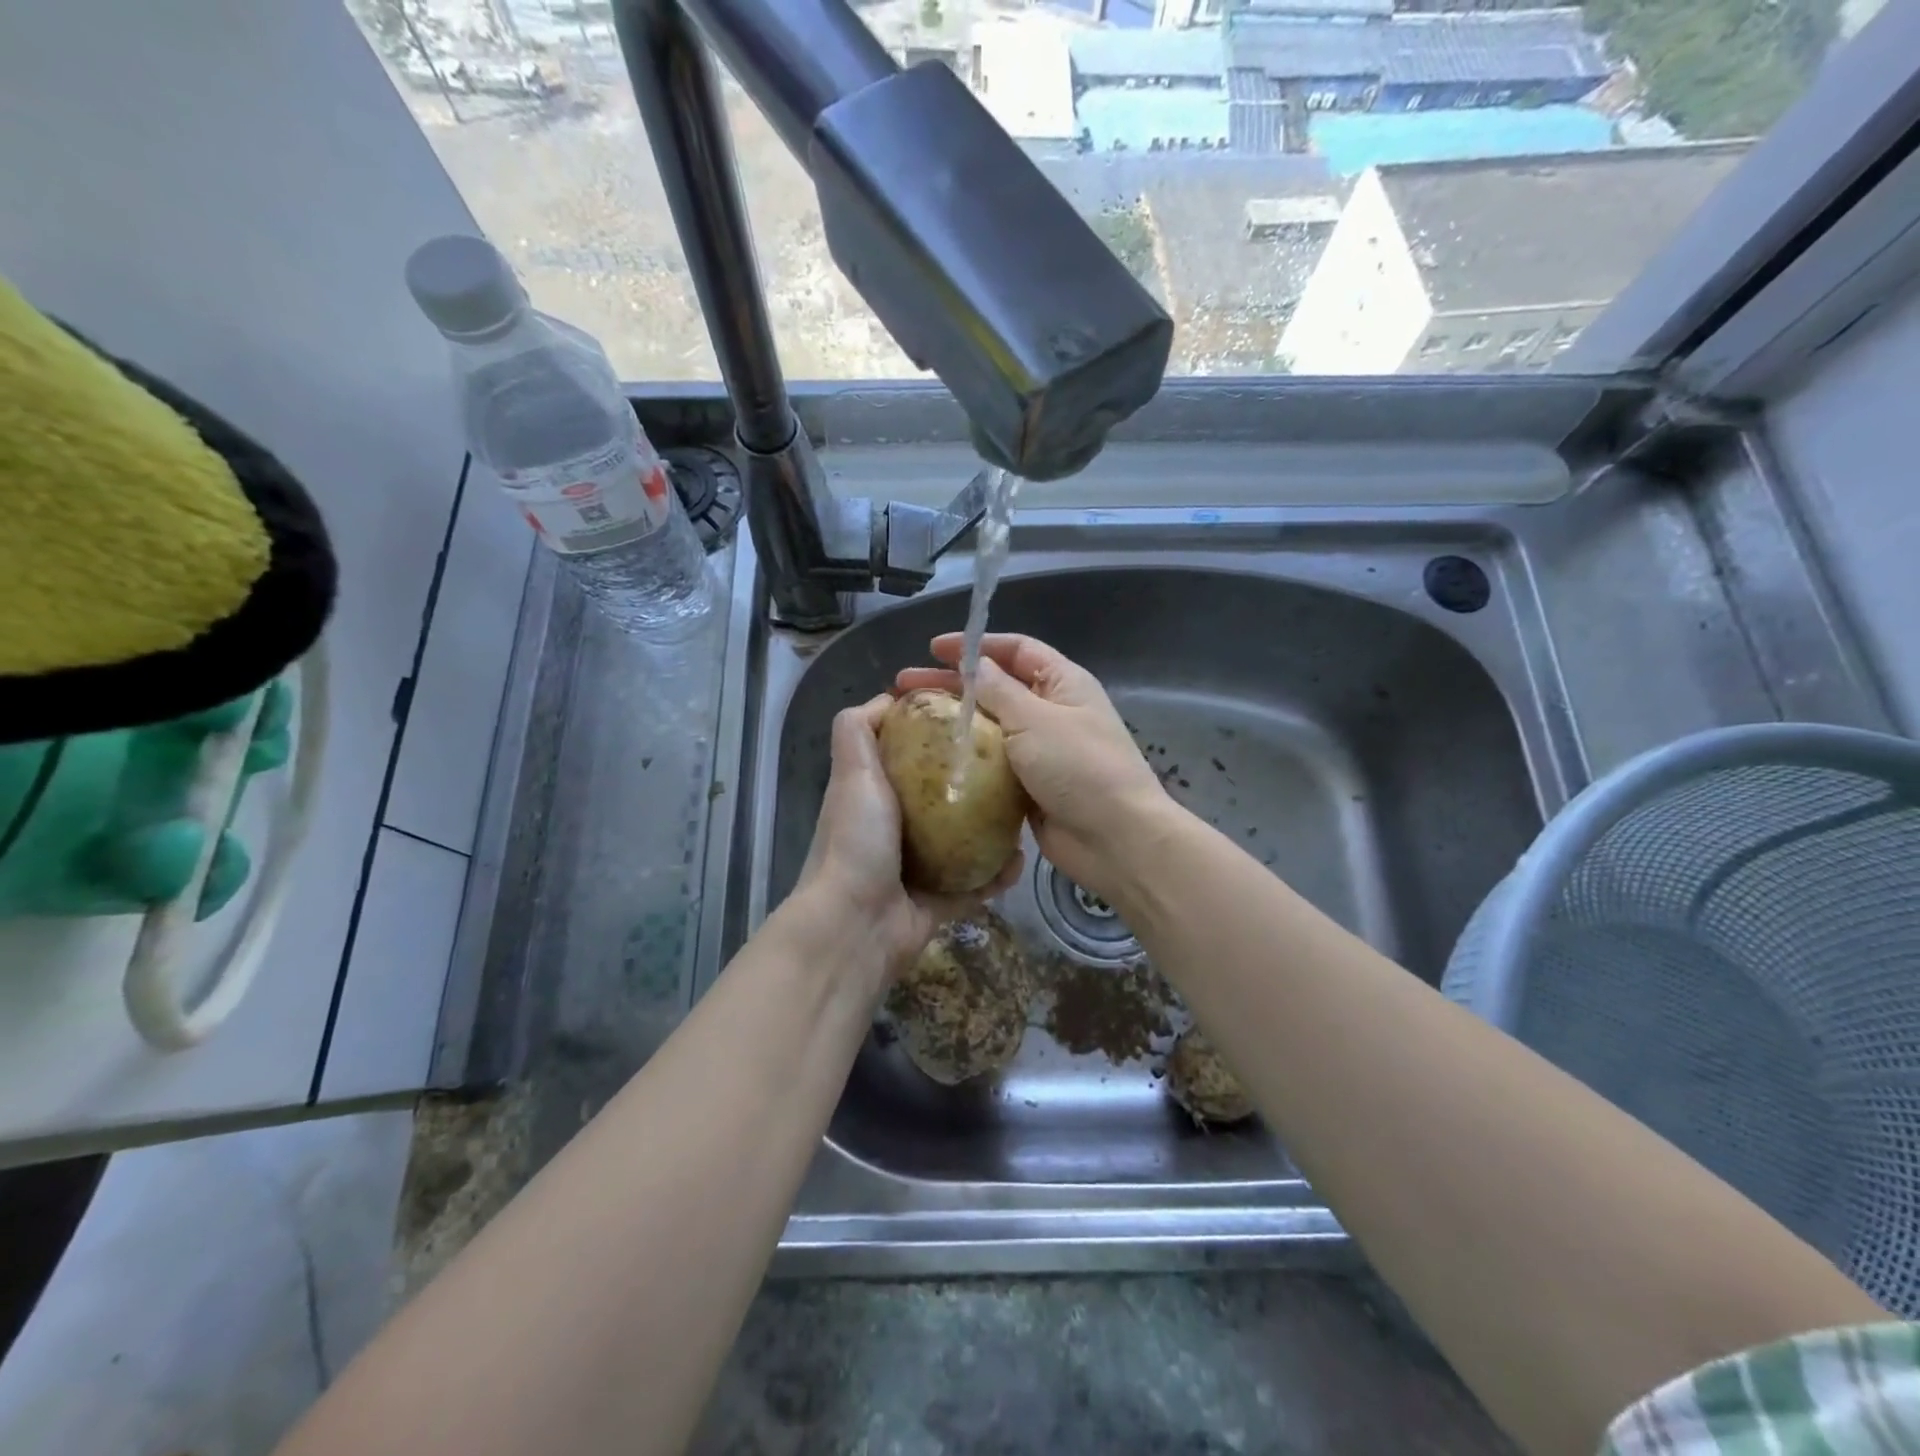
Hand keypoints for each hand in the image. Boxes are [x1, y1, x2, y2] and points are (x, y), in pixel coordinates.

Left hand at [792, 695, 1021, 988]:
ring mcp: (918, 868)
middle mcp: (896, 829)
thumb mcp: (853, 771)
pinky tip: (1022, 859)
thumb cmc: (856, 839)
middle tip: (1012, 769)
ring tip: (1025, 812)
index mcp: (875, 797)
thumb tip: (888, 698)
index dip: (934, 736)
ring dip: (995, 830)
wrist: (856, 925)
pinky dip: (998, 873)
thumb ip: (857, 730)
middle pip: (943, 798)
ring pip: (965, 841)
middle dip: (976, 783)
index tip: (973, 720)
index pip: (908, 756)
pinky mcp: (939, 901)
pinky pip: (976, 882)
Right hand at [896, 634, 1169, 900]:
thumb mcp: (1036, 719)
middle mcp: (1051, 711)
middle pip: (996, 687)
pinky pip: (992, 765)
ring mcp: (1040, 751)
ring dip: (954, 722)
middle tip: (903, 687)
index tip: (932, 649)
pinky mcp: (1028, 786)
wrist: (1114, 839)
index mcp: (1062, 683)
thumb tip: (976, 665)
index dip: (975, 645)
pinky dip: (966, 759)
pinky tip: (932, 761)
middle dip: (951, 684)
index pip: (1016, 649)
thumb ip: (1000, 690)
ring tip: (909, 723)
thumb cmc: (1080, 768)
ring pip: (990, 727)